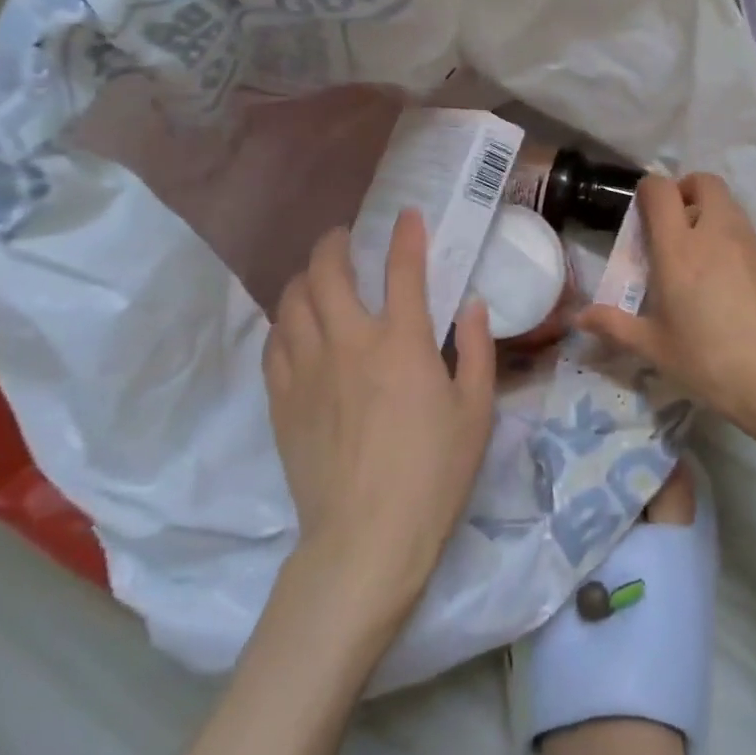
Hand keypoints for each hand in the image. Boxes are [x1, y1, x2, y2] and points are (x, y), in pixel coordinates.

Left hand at [263, 210, 495, 623]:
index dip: (406, 235)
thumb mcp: (476, 411)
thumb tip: (474, 305)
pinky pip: (275, 342)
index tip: (407, 215)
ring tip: (318, 277)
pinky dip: (286, 322)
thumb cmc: (433, 474)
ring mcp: (308, 370)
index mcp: (402, 343)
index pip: (403, 269)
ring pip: (292, 301)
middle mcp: (349, 343)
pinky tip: (296, 326)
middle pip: (328, 272)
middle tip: (345, 239)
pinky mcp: (282, 400)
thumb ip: (480, 350)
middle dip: (335, 243)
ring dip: (306, 278)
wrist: (366, 539)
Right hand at [580, 173, 755, 454]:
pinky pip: (747, 234)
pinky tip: (728, 283)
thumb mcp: (656, 348)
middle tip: (673, 227)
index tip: (641, 214)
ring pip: (729, 205)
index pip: (661, 190)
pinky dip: (732, 241)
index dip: (648, 191)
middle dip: (685, 191)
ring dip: (710, 215)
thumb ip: (615, 326)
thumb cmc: (711, 362)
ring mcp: (751, 244)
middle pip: (704, 182)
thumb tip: (578, 318)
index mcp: (679, 249)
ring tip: (698, 258)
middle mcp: (716, 233)